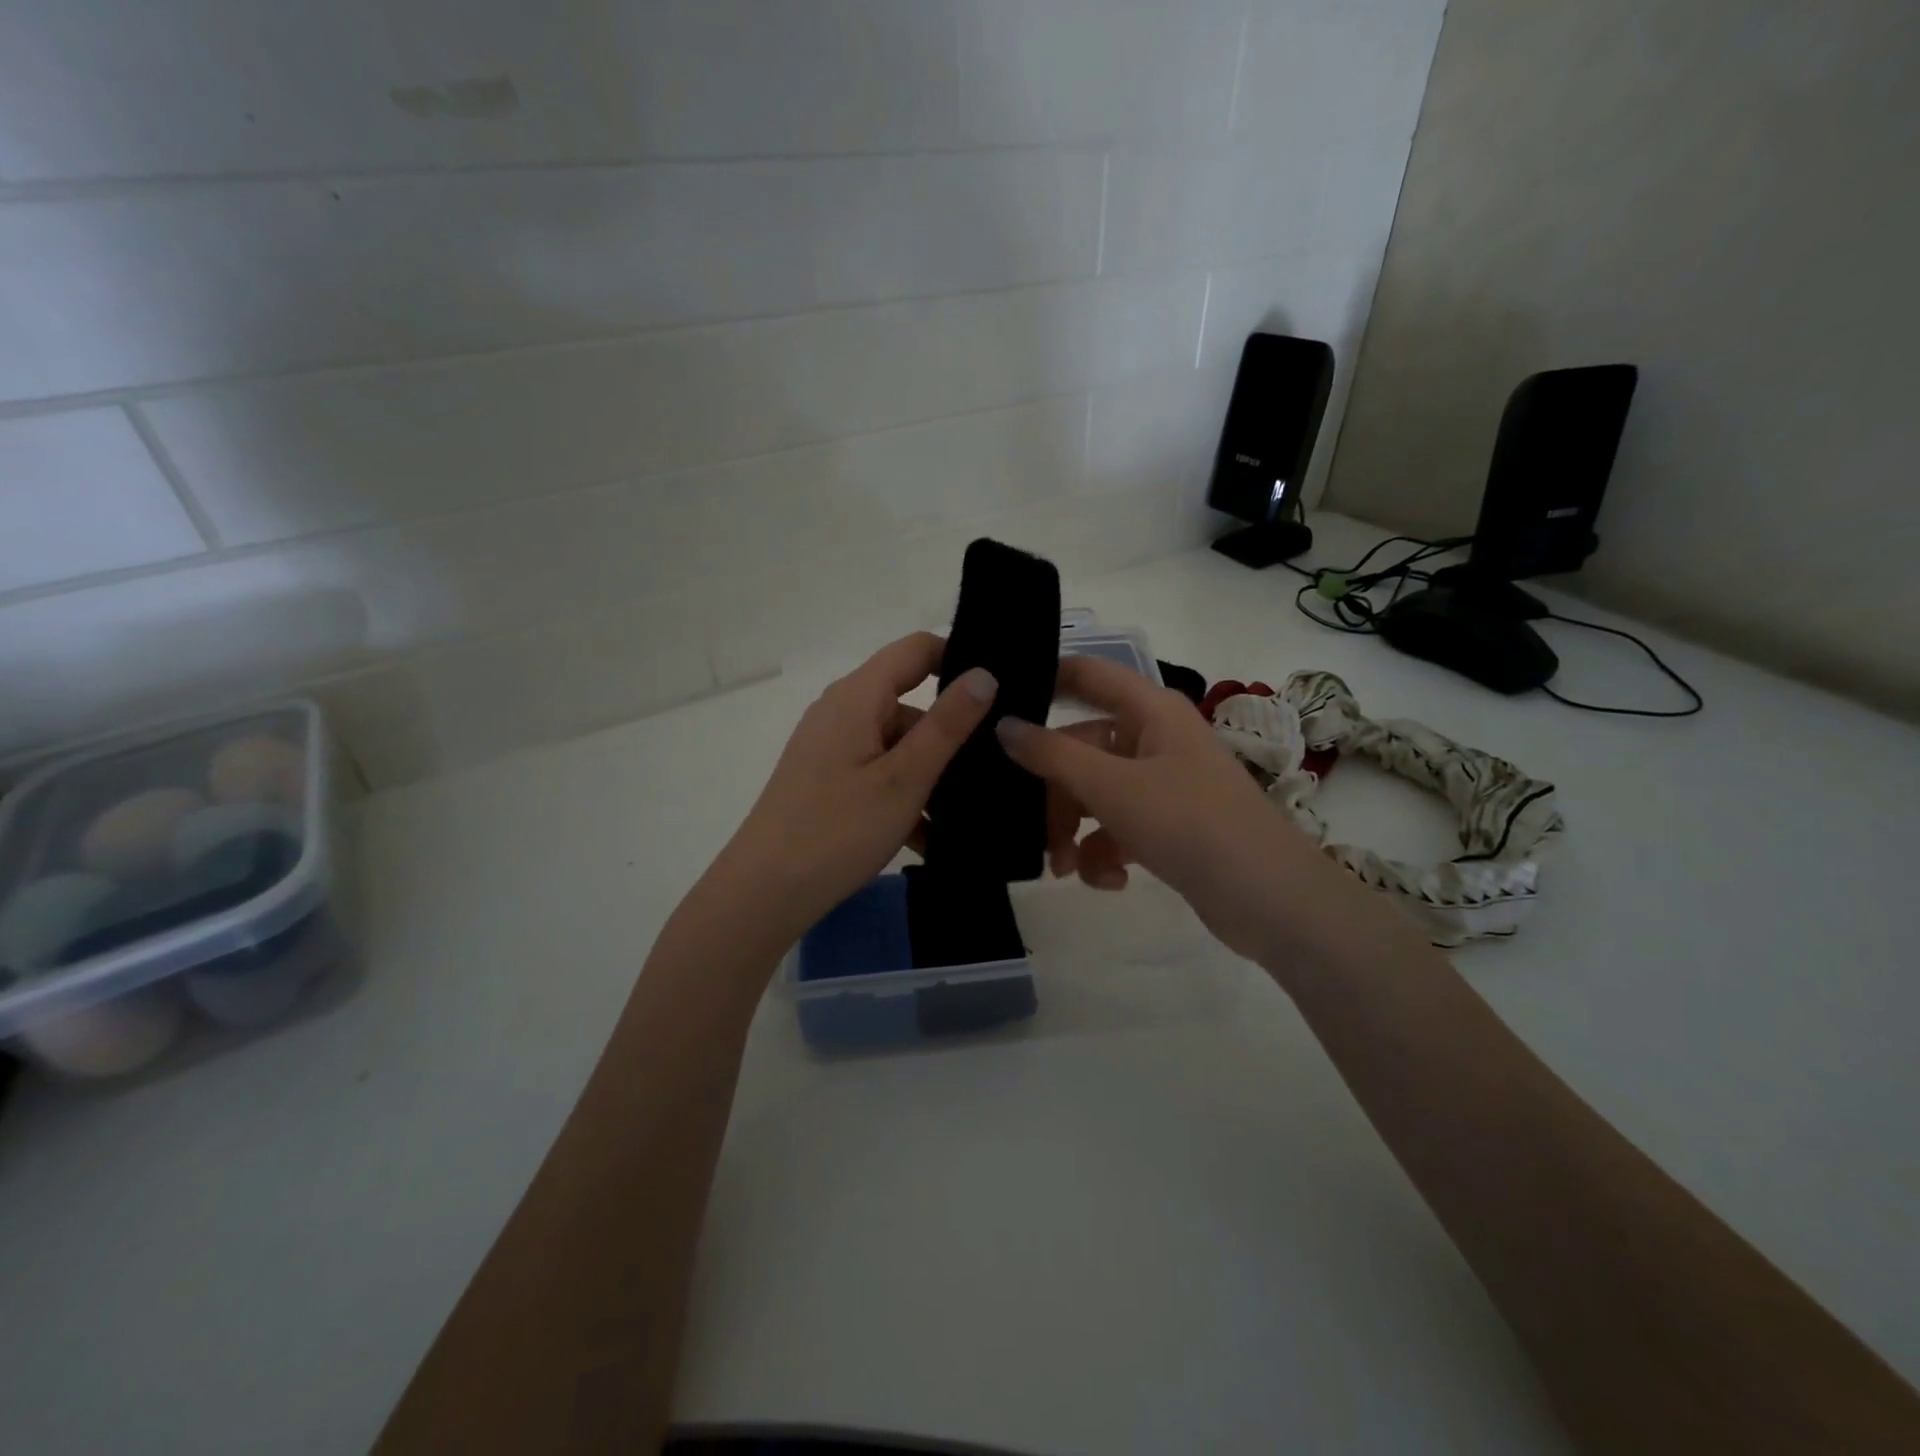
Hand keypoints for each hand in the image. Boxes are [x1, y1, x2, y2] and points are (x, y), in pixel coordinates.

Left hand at [709, 632, 996, 944]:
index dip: (957, 659)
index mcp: (857, 696)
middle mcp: (840, 711)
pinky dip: (903, 794)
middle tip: (992, 768)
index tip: (998, 693)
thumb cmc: (838, 830)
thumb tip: (984, 673)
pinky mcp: (825, 778)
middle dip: (948, 733)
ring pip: (896, 743)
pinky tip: (927, 836)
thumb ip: (947, 724)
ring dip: (929, 773)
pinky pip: (876, 771)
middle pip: (908, 701)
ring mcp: (830, 746)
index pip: (916, 649)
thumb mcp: (905, 778)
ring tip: (965, 813)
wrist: (764, 893)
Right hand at [997, 655, 1329, 961]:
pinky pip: (1117, 827)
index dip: (1043, 681)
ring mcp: (1161, 783)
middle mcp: (1153, 738)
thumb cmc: (1189, 822)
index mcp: (1148, 709)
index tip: (996, 707)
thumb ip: (1052, 754)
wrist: (1268, 897)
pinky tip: (1110, 881)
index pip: (1085, 674)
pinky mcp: (1167, 824)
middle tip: (1030, 829)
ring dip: (1073, 831)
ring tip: (1066, 869)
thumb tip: (1003, 725)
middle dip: (1053, 792)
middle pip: (1080, 748)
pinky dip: (1105, 853)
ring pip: (1093, 793)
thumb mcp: (1112, 786)